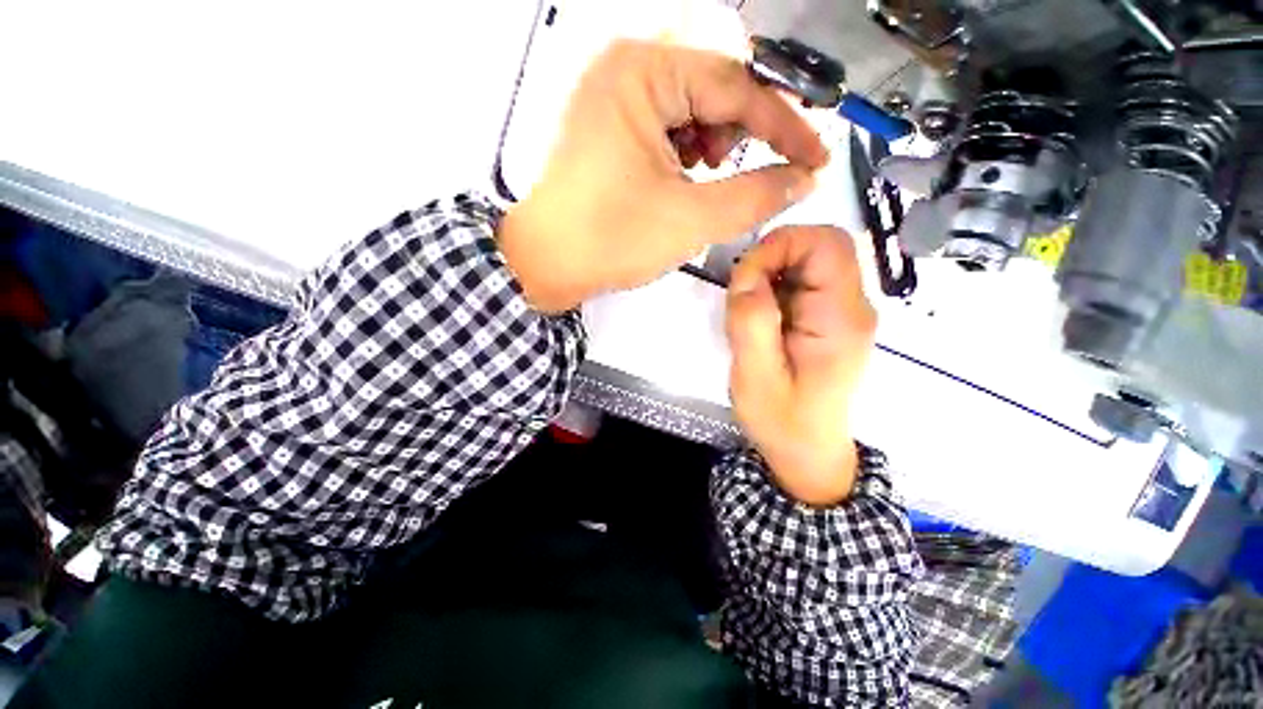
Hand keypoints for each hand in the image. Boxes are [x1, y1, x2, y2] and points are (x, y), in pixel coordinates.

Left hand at [499, 39, 827, 312]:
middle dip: (741, 133)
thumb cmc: (611, 240)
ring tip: (706, 181)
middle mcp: (625, 69)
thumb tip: (801, 180)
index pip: (736, 86)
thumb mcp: (691, 219)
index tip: (815, 158)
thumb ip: (755, 195)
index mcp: (643, 74)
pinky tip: (682, 178)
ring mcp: (611, 96)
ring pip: (689, 106)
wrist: (546, 264)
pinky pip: (663, 124)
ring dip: (713, 142)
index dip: (784, 126)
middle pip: (712, 88)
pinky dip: (685, 150)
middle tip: (748, 175)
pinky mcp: (606, 125)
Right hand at [725, 226, 876, 505]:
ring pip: (810, 261)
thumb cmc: (781, 420)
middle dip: (773, 258)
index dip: (781, 246)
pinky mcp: (831, 319)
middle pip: (821, 246)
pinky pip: (804, 282)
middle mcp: (852, 307)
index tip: (745, 279)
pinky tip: (761, 320)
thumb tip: (748, 277)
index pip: (826, 245)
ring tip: (749, 313)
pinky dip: (775, 288)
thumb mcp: (755, 376)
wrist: (806, 451)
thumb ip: (752, 323)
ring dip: (771, 275)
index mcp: (839, 319)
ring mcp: (844, 312)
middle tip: (743, 295)